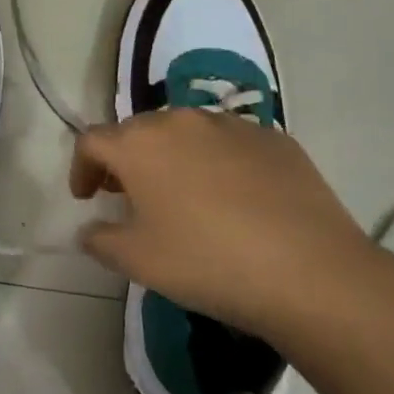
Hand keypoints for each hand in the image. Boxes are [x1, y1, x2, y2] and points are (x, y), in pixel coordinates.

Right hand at [69, 109, 384, 340]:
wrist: (311, 273)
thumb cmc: (206, 262)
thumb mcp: (136, 261)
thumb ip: (99, 239)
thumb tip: (89, 230)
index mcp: (139, 143)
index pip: (92, 141)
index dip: (81, 168)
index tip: (86, 198)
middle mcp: (180, 120)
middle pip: (138, 131)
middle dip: (125, 160)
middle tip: (128, 196)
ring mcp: (232, 125)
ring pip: (186, 133)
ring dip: (172, 157)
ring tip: (182, 196)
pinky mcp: (275, 139)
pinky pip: (230, 144)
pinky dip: (217, 163)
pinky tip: (233, 200)